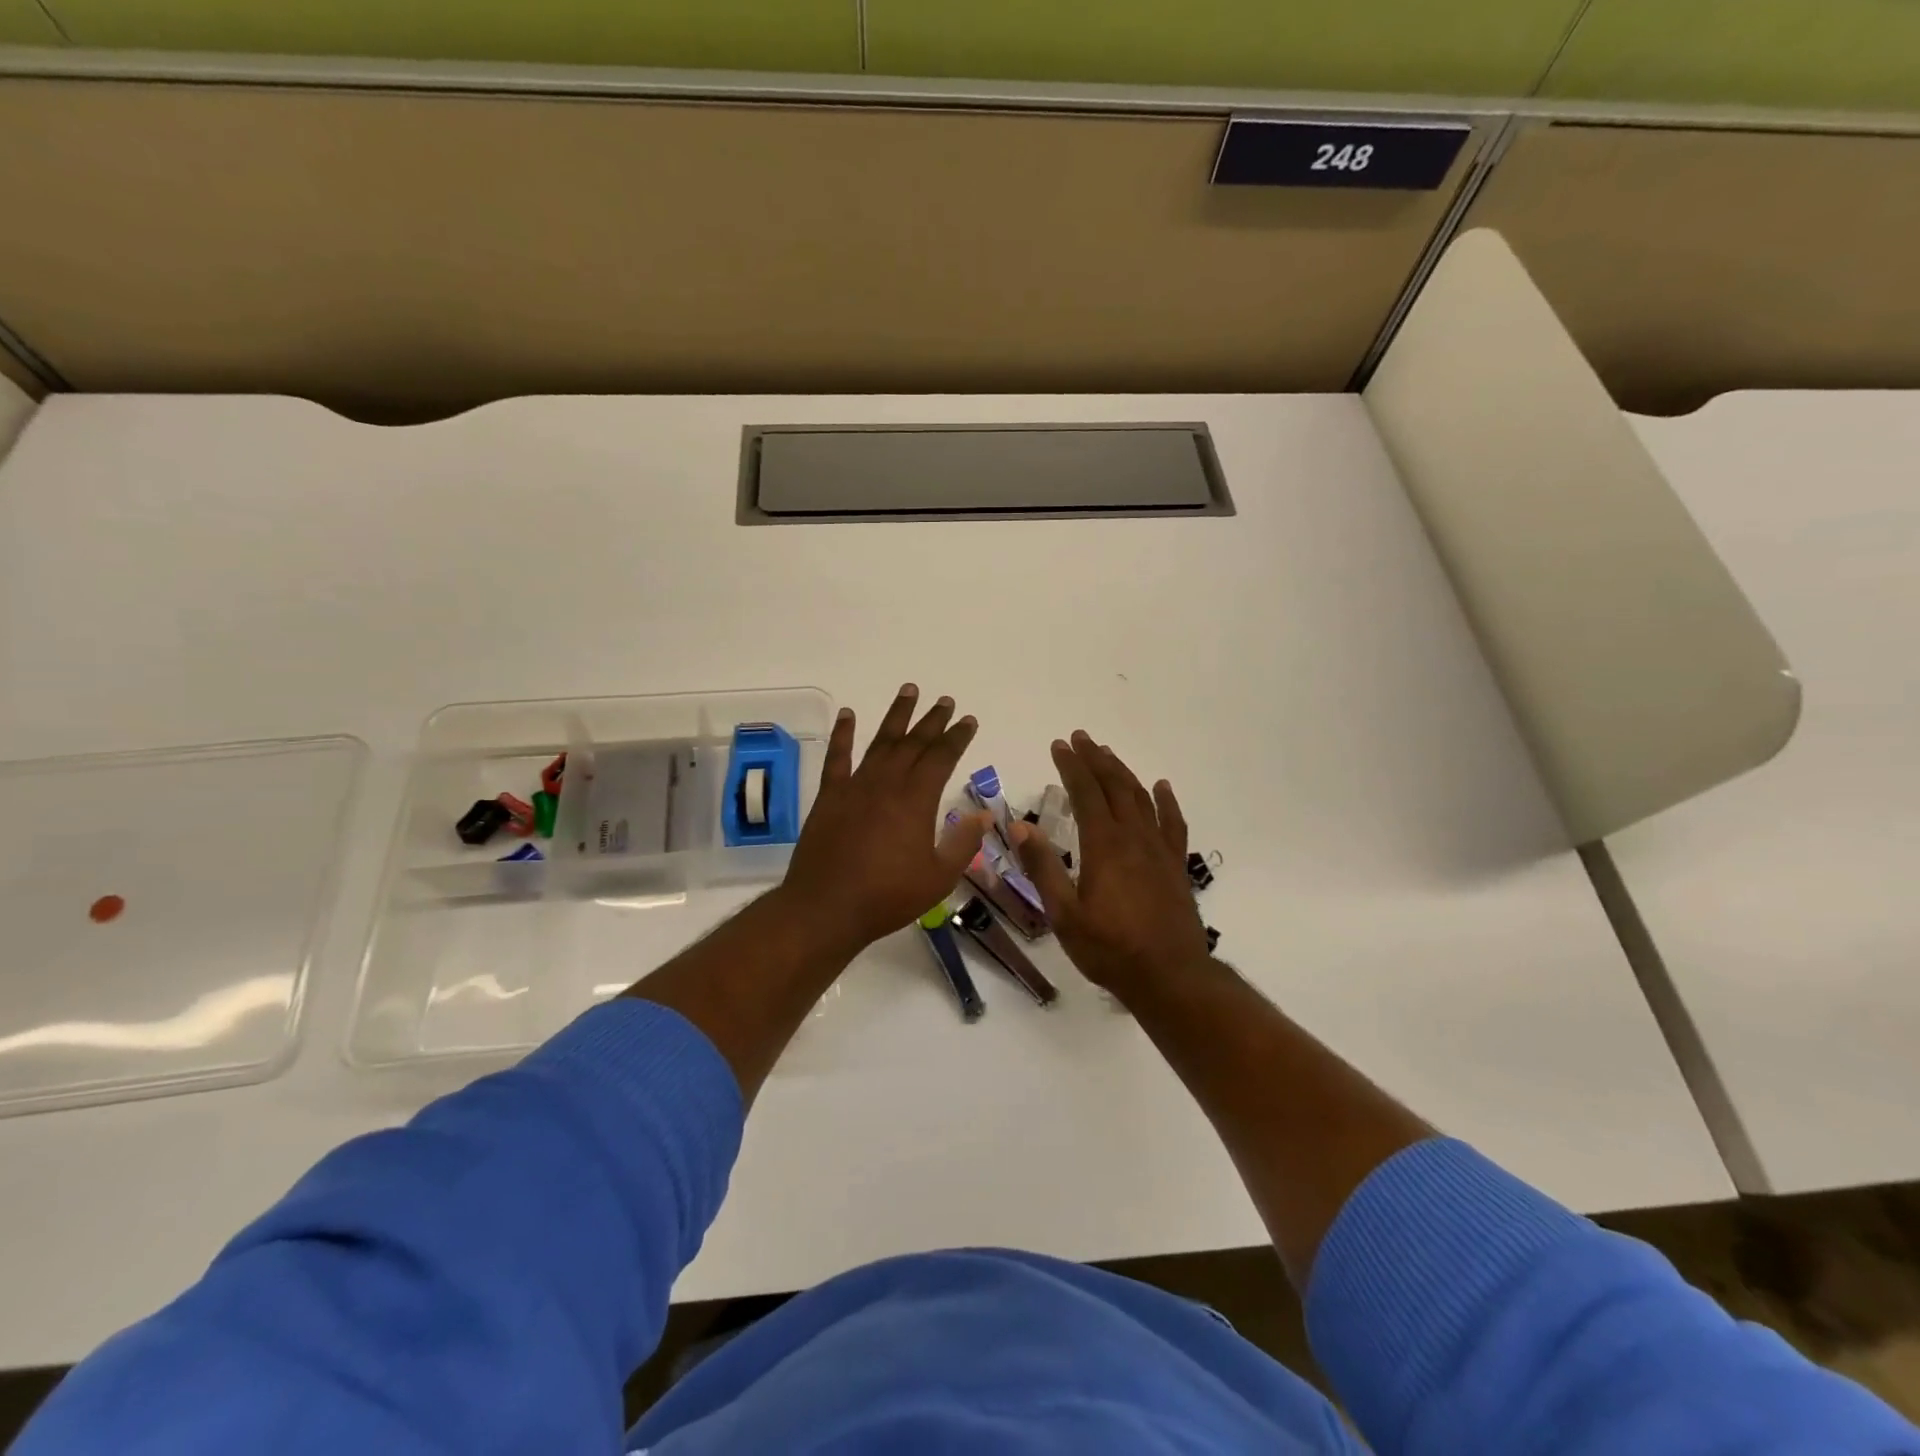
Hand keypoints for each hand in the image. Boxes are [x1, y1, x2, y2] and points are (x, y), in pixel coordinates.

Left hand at [779, 684, 989, 955]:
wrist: (826, 908)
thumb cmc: (887, 896)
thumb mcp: (938, 877)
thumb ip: (963, 843)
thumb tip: (985, 815)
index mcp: (916, 800)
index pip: (942, 757)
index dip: (957, 737)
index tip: (968, 720)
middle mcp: (887, 783)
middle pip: (914, 743)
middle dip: (932, 720)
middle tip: (945, 701)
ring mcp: (855, 786)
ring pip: (881, 741)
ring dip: (897, 716)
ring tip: (909, 690)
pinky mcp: (830, 796)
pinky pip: (837, 757)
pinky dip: (843, 733)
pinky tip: (848, 714)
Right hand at [1011, 731, 1209, 998]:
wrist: (1170, 976)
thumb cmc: (1110, 948)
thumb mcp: (1064, 914)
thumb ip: (1043, 868)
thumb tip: (1020, 827)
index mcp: (1104, 845)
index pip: (1085, 792)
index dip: (1071, 766)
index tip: (1059, 745)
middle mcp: (1133, 837)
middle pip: (1114, 786)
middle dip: (1095, 759)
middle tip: (1080, 739)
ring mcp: (1159, 849)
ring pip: (1141, 798)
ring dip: (1123, 772)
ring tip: (1108, 754)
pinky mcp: (1176, 864)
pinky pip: (1172, 822)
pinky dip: (1165, 801)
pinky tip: (1160, 787)